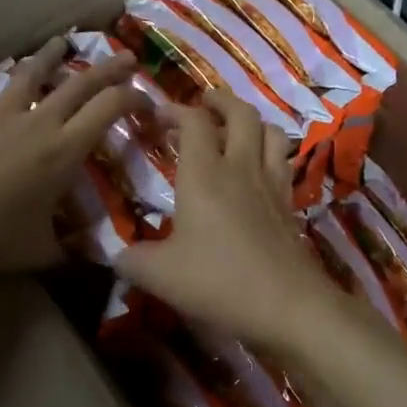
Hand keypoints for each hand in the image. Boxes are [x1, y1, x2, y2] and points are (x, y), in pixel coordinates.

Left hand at [0, 37, 145, 273]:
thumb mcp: (42, 252)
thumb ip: (71, 249)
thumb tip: (94, 259)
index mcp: (64, 150)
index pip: (110, 108)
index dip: (134, 97)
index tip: (147, 100)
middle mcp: (37, 122)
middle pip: (80, 83)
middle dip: (108, 67)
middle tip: (127, 57)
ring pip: (31, 74)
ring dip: (51, 57)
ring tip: (61, 43)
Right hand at [114, 93, 337, 352]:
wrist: (287, 305)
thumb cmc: (218, 281)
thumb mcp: (159, 275)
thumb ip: (132, 260)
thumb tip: (117, 254)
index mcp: (204, 175)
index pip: (194, 122)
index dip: (175, 110)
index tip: (157, 115)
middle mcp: (241, 168)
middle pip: (241, 114)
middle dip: (221, 101)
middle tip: (205, 102)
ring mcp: (272, 185)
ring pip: (271, 133)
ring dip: (253, 122)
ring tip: (237, 129)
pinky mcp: (290, 206)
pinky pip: (284, 164)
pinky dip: (271, 154)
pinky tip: (259, 172)